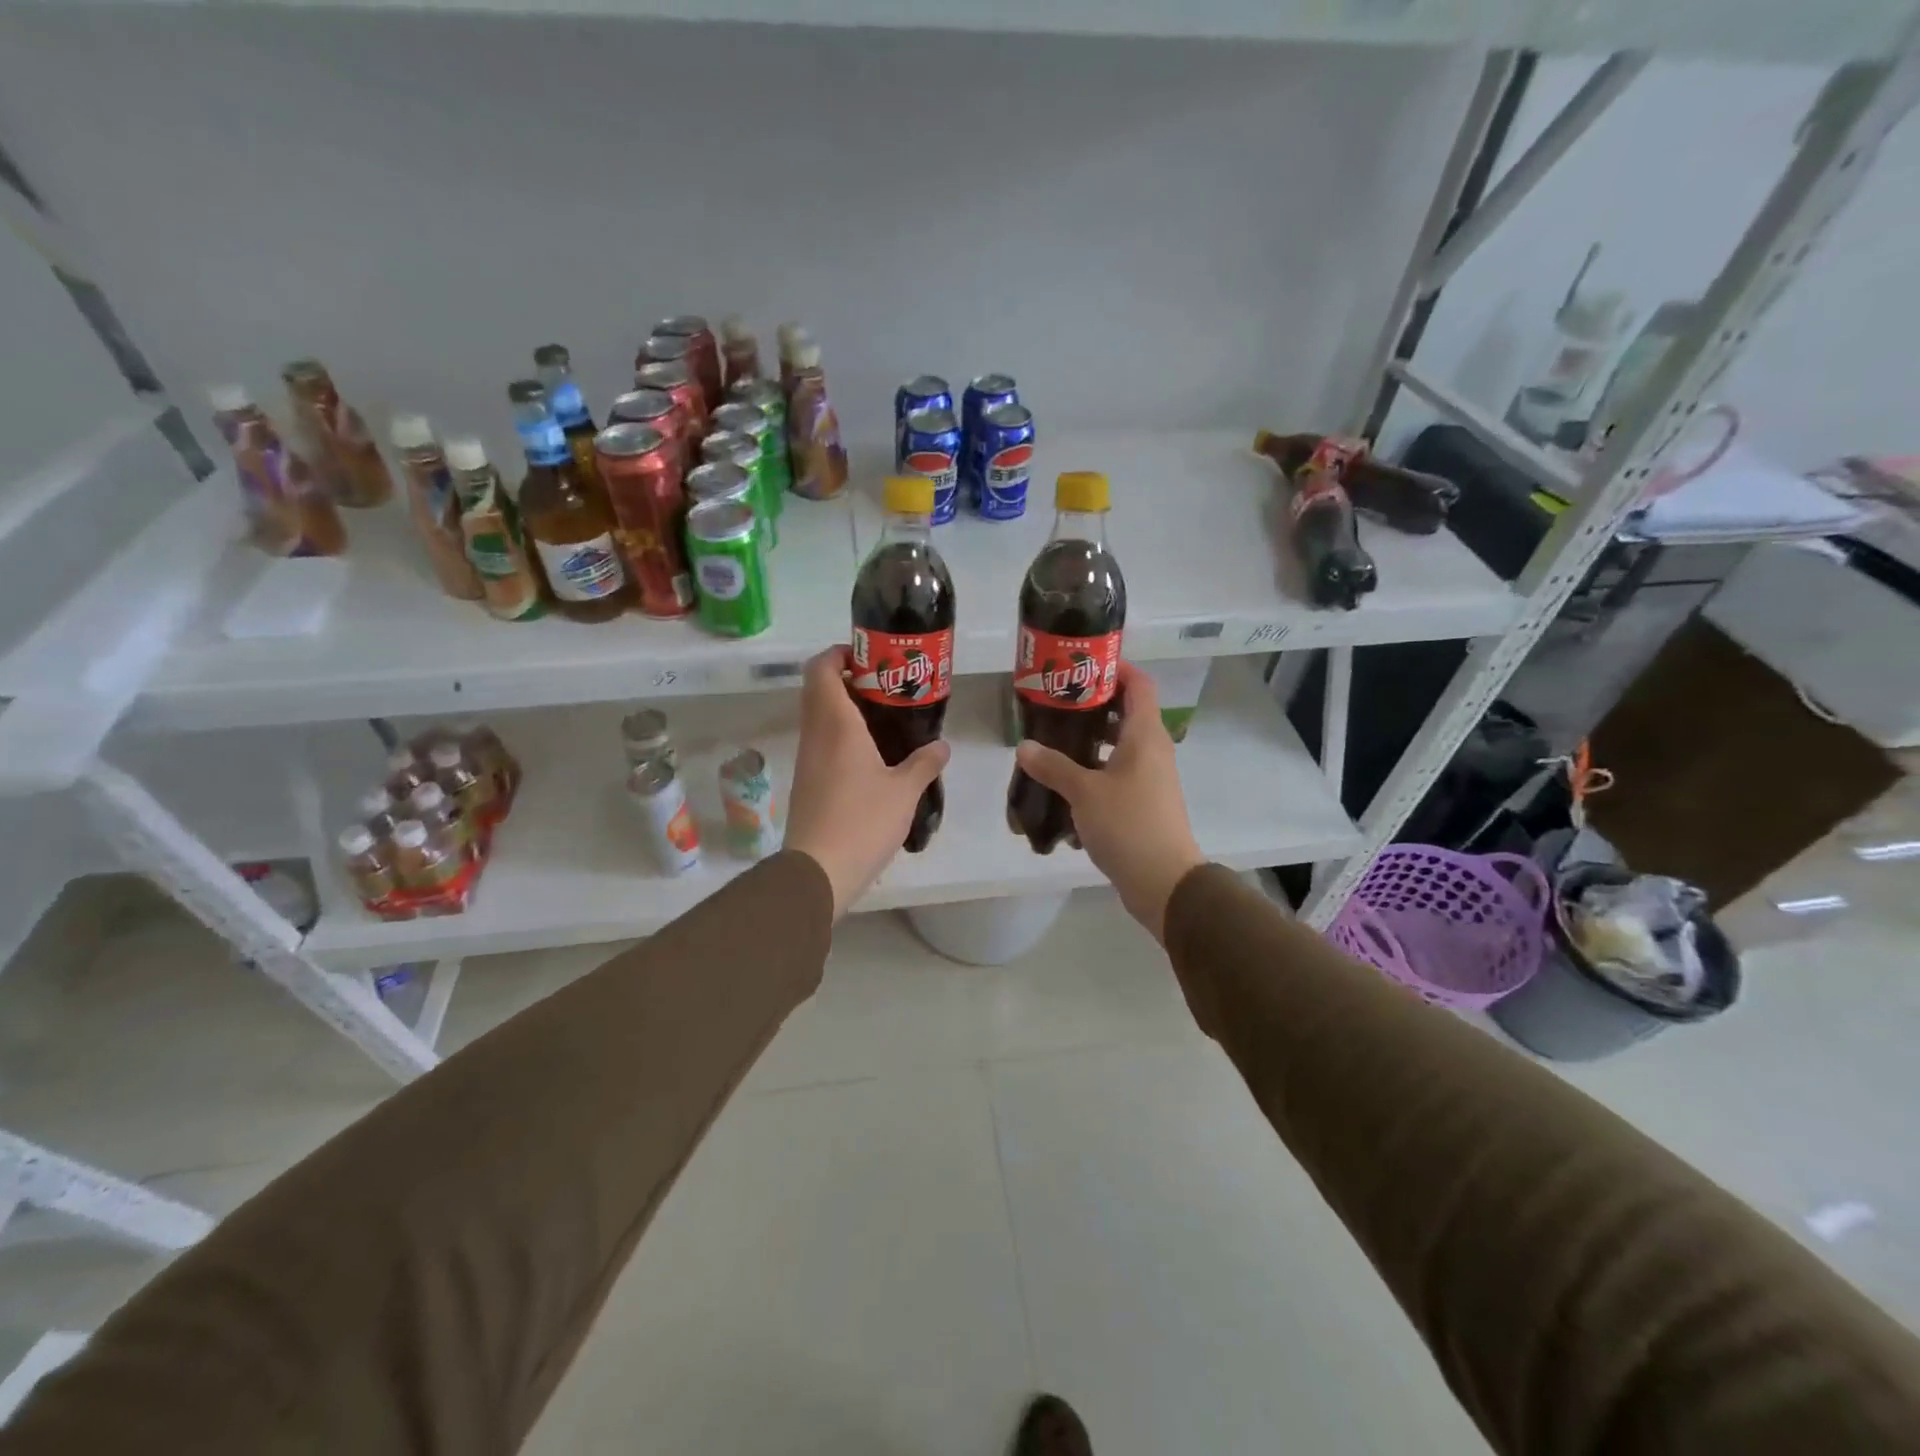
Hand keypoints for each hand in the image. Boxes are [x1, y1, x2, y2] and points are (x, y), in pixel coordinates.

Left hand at [784, 646, 950, 919]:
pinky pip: (821, 741)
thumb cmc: (862, 821)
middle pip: (818, 688)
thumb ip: (924, 763)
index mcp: (836, 724)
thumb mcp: (904, 792)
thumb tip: (942, 746)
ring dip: (844, 707)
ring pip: (818, 716)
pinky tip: (872, 754)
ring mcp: (808, 759)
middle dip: (847, 678)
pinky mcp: (807, 781)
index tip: (868, 657)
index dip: (838, 653)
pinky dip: (842, 734)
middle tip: (885, 685)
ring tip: (885, 717)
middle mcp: (815, 734)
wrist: (818, 870)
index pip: (820, 668)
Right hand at [1014, 662, 1204, 942]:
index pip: (1138, 684)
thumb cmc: (1128, 825)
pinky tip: (1066, 779)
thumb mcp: (1084, 792)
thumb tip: (1024, 746)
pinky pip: (1119, 771)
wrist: (1164, 881)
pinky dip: (1096, 768)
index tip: (1081, 666)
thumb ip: (1053, 766)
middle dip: (1093, 704)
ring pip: (1121, 744)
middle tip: (1056, 703)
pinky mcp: (1144, 801)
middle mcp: (1153, 749)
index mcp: (1145, 735)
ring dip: (1092, 738)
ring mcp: (1151, 777)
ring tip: (1054, 738)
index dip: (1114, 668)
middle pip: (1127, 712)